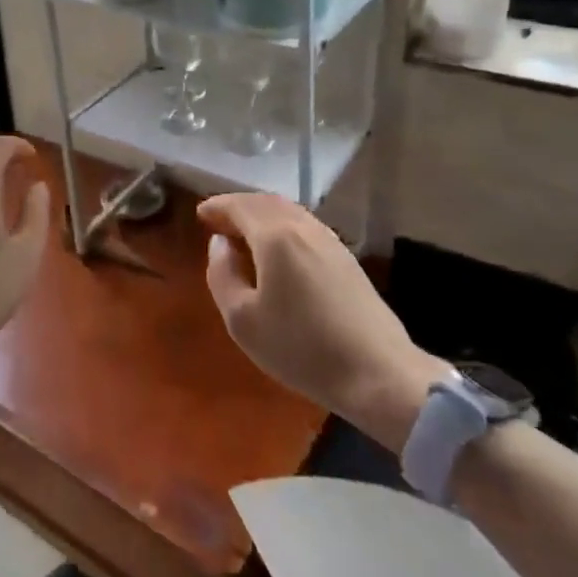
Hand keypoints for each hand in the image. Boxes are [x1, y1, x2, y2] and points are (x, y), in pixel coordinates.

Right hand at [197, 193, 446, 448]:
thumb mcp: (242, 320)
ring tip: (244, 234)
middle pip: (266, 202)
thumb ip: (222, 274)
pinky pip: (304, 226)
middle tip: (218, 221)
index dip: (218, 207)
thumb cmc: (301, 348)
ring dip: (262, 215)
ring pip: (288, 212)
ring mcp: (329, 240)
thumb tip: (220, 244)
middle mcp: (303, 227)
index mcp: (275, 236)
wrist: (377, 373)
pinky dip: (282, 226)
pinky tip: (277, 250)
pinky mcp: (346, 258)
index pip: (240, 206)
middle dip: (239, 207)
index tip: (200, 215)